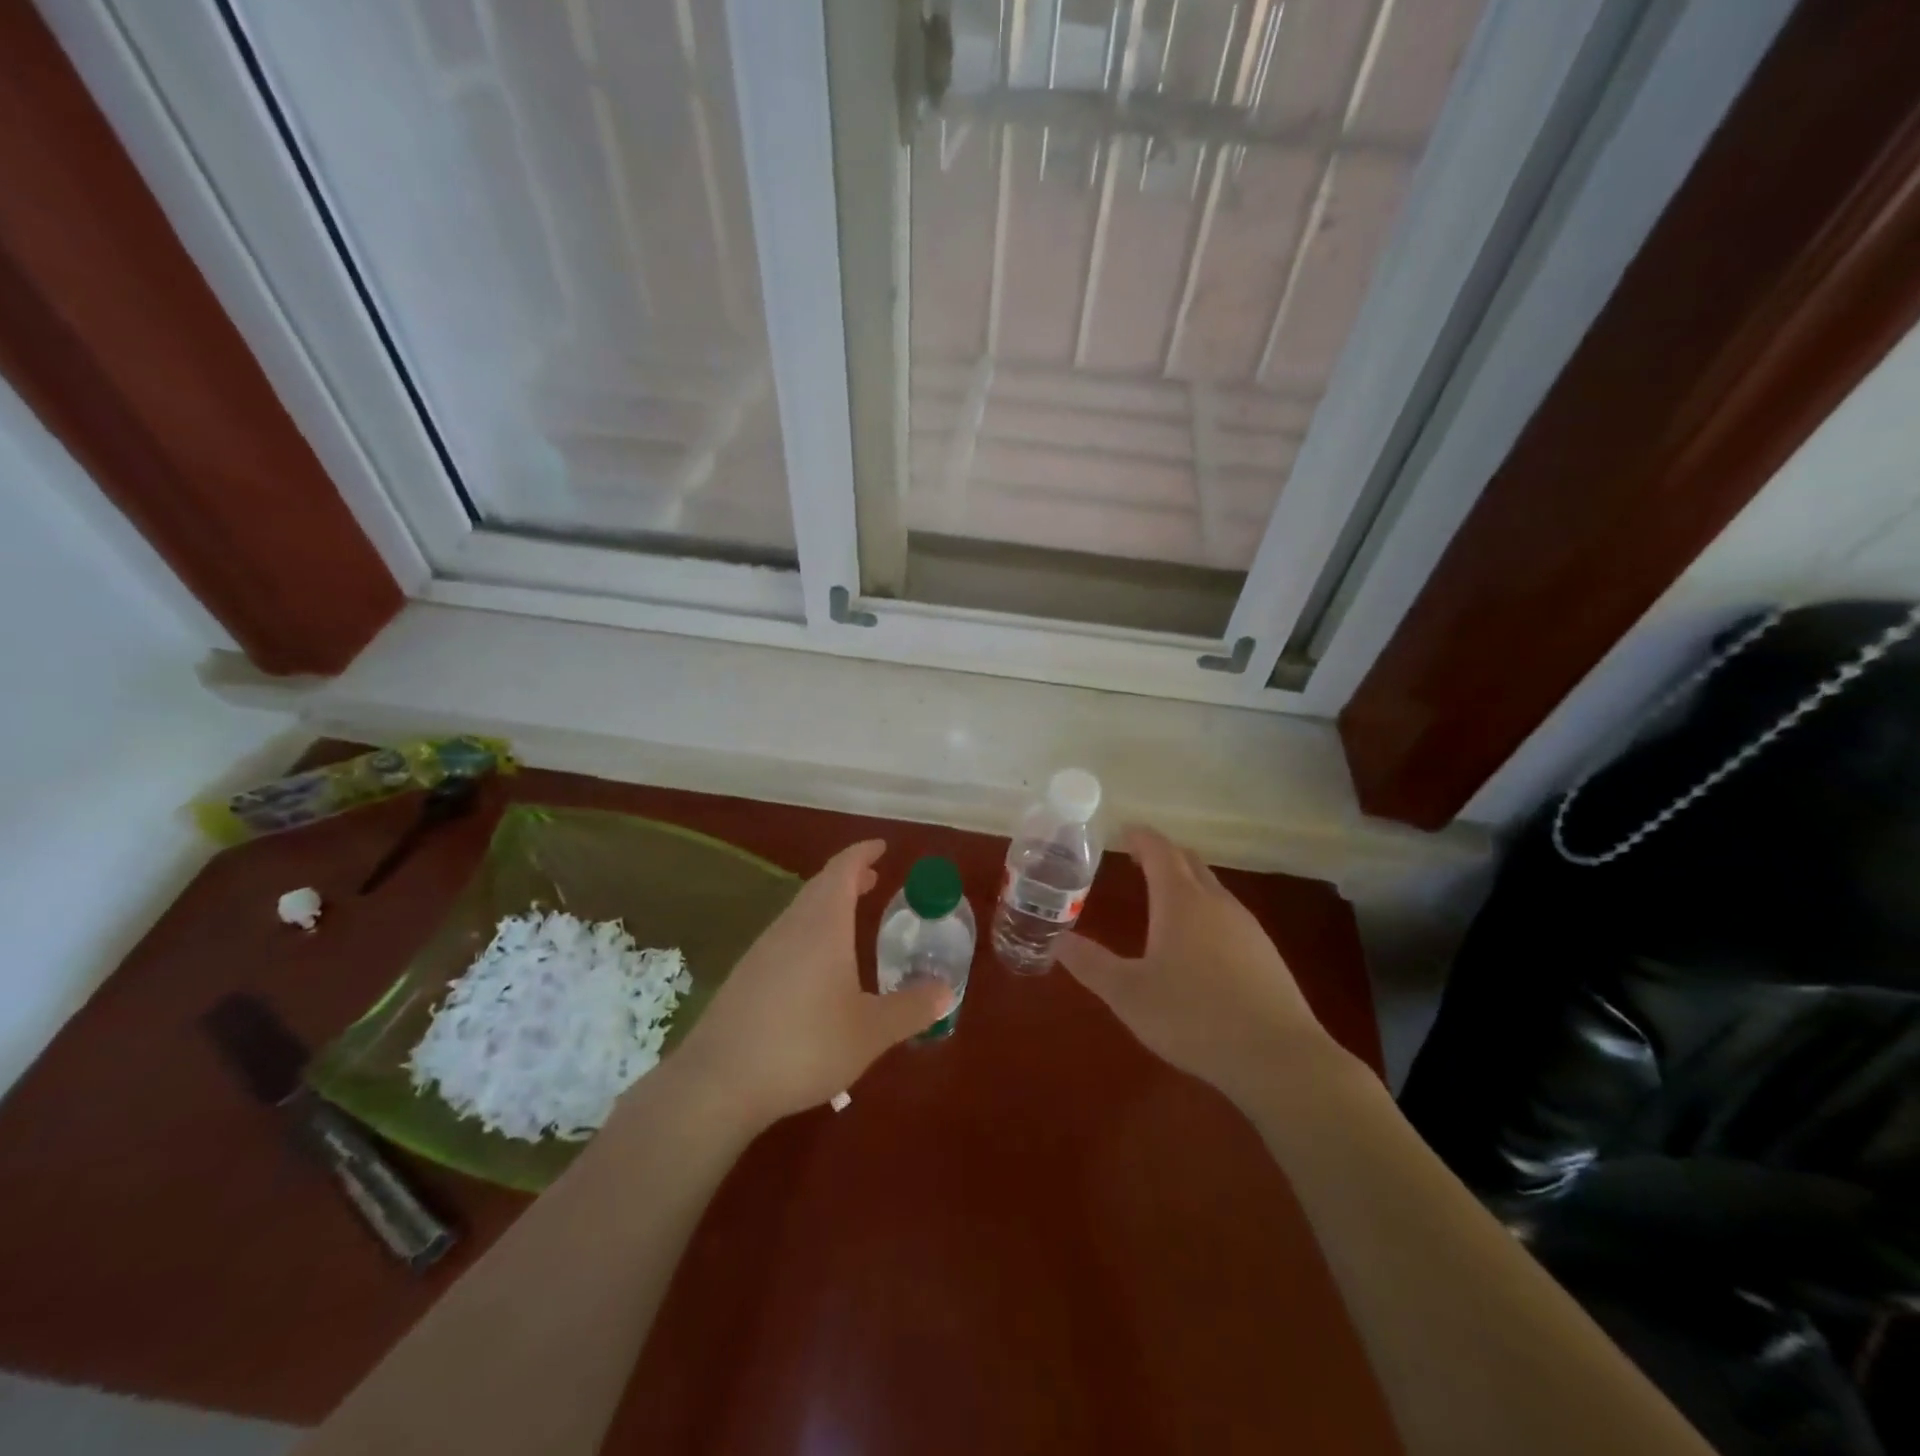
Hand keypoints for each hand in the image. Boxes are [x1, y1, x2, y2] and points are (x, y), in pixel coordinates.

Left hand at [670, 840, 949, 1128]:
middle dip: (848, 877)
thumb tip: (947, 991)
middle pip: (819, 886)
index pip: (843, 869)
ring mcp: (762, 950)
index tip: (881, 847)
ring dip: (827, 905)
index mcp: (823, 925)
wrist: (718, 1082)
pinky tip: (816, 967)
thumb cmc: (805, 1046)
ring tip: (850, 920)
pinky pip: (785, 937)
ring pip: (800, 911)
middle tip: (874, 880)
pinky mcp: (745, 977)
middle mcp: (791, 927)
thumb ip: (911, 1009)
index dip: (862, 853)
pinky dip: (809, 932)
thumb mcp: (870, 1032)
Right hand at [1055, 827, 1336, 1104]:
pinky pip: (1228, 915)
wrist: (1278, 1058)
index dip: (1141, 837)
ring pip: (1212, 888)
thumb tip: (1057, 940)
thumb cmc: (1193, 1017)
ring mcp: (1246, 926)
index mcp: (1180, 901)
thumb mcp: (1128, 994)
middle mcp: (1216, 902)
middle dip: (1163, 855)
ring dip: (1186, 883)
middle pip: (1189, 862)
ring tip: (1163, 899)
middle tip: (1137, 859)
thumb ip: (1090, 964)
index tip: (1124, 832)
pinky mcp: (1265, 953)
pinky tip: (1199, 943)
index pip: (1160, 850)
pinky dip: (1206, 911)